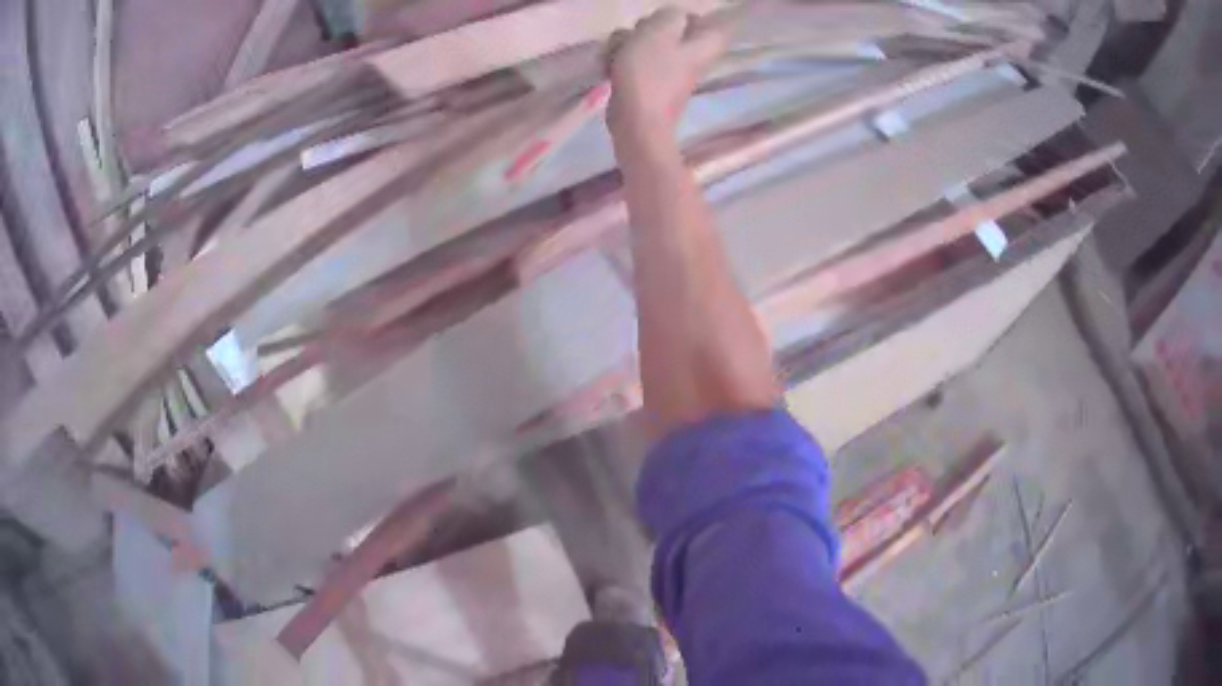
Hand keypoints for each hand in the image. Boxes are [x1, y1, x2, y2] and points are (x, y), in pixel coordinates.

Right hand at [606, 8, 728, 135]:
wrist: (637, 120)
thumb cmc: (650, 73)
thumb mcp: (660, 30)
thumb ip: (670, 15)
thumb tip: (672, 17)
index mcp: (705, 45)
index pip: (711, 23)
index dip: (689, 16)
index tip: (665, 17)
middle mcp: (693, 58)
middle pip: (674, 31)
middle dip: (649, 27)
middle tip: (637, 32)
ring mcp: (671, 72)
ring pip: (650, 45)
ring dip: (630, 42)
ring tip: (617, 50)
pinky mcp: (651, 84)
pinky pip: (638, 62)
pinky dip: (623, 60)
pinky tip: (610, 65)